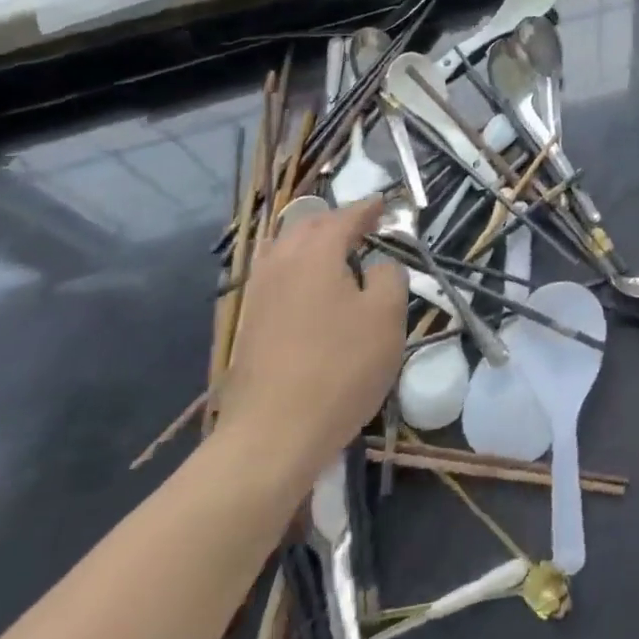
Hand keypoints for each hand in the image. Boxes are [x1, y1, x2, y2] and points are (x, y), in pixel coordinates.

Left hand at [215, 198, 406, 484]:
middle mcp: (281, 264)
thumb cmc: (341, 368)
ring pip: (284, 251)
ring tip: (335, 254)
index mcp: (316, 253)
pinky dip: (296, 269)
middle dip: (336, 222)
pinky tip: (310, 288)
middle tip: (363, 227)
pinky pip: (275, 277)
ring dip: (311, 244)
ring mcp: (258, 295)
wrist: (273, 435)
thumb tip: (378, 265)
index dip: (368, 209)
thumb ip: (389, 277)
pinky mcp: (249, 325)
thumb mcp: (386, 317)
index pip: (345, 217)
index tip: (385, 204)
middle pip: (308, 228)